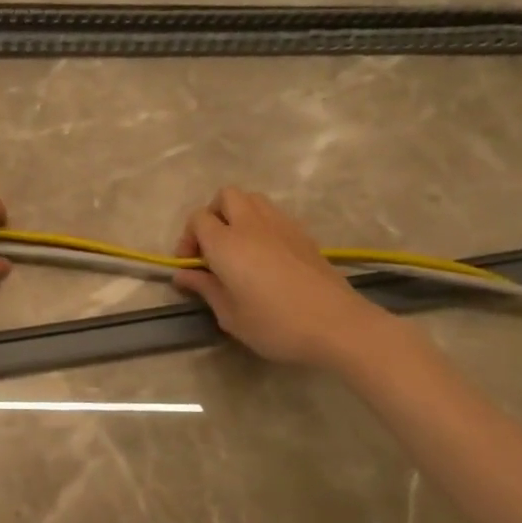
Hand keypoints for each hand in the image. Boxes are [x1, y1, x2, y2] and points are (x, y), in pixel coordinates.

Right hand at [172, 188, 391, 370]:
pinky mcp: (304, 234)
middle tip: (213, 248)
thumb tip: (183, 275)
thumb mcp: (230, 315)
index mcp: (226, 242)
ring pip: (253, 199)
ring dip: (239, 215)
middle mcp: (251, 224)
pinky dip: (262, 225)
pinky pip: (275, 215)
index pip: (198, 218)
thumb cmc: (275, 324)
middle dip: (213, 215)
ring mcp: (282, 225)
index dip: (188, 239)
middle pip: (226, 196)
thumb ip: (205, 288)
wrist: (338, 325)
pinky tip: (266, 256)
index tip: (192, 266)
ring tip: (239, 248)